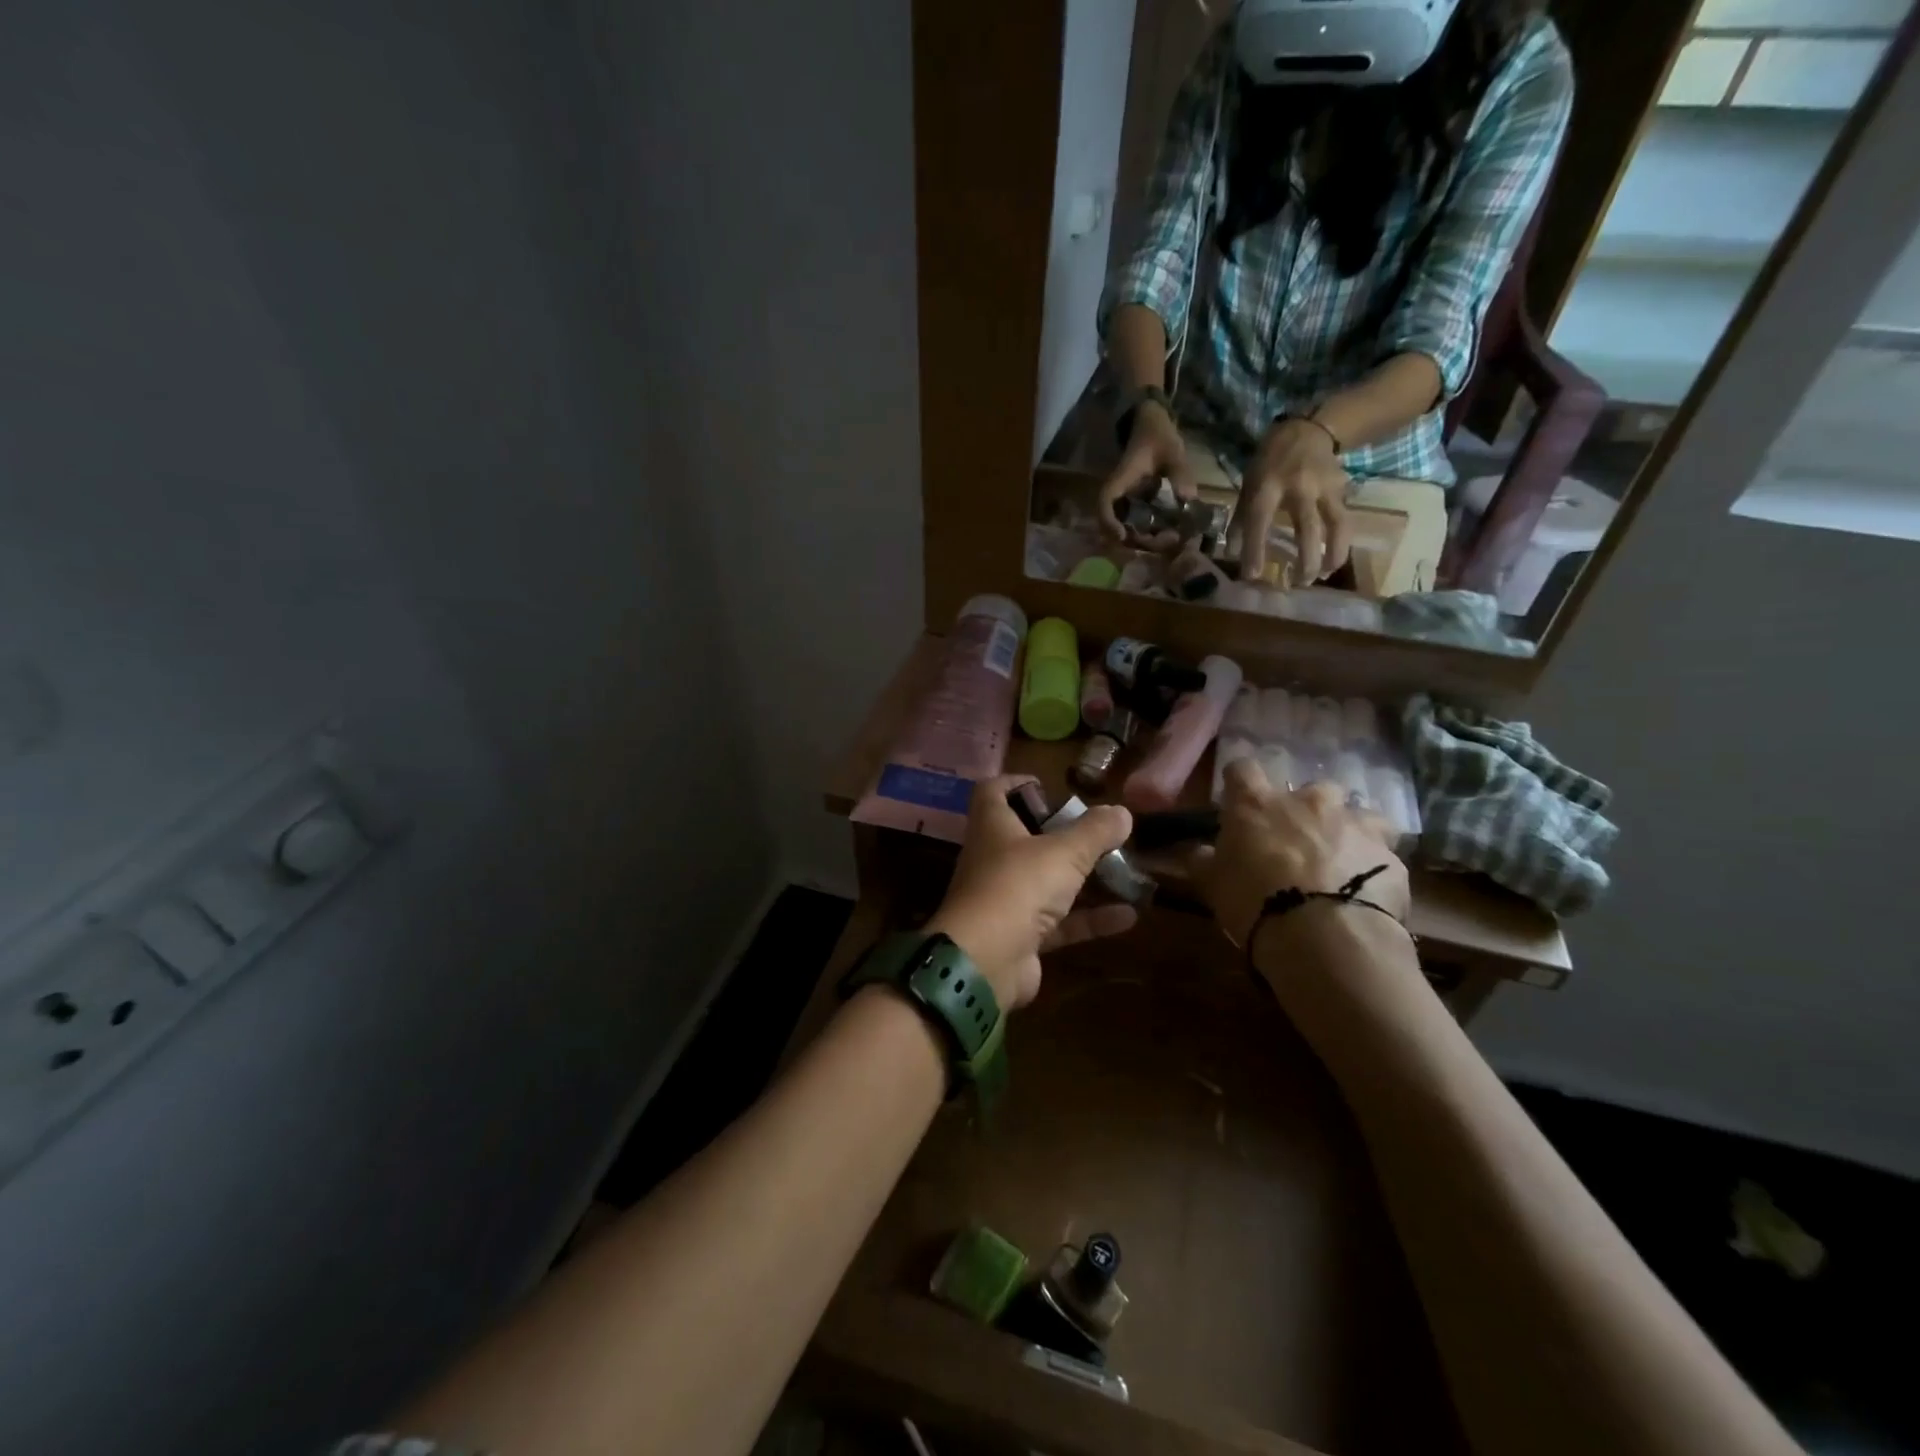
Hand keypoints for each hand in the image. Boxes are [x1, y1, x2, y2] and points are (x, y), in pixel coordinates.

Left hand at [926, 776, 1138, 1010]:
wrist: (984, 962)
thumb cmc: (1018, 886)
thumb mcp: (1064, 852)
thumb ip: (1095, 831)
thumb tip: (1122, 811)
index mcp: (993, 826)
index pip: (992, 791)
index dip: (1016, 782)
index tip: (1049, 787)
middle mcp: (993, 859)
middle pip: (1023, 836)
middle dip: (1060, 834)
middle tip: (1097, 833)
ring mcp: (1004, 900)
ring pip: (1045, 882)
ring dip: (1081, 878)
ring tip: (1123, 871)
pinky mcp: (1019, 937)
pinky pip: (1058, 923)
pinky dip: (1089, 919)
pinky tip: (1129, 917)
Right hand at [1097, 400, 1198, 549]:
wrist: (1152, 426)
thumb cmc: (1157, 436)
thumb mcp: (1171, 450)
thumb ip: (1179, 472)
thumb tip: (1188, 499)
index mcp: (1121, 480)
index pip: (1105, 503)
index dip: (1109, 522)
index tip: (1121, 537)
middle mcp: (1119, 496)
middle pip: (1115, 525)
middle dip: (1138, 540)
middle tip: (1166, 541)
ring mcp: (1126, 502)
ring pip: (1127, 528)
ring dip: (1146, 539)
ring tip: (1172, 539)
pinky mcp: (1136, 505)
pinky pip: (1138, 524)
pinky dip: (1151, 532)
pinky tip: (1170, 533)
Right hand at [1193, 760, 1409, 950]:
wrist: (1325, 939)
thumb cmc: (1254, 903)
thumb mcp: (1211, 884)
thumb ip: (1203, 859)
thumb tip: (1197, 849)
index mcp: (1257, 804)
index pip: (1242, 769)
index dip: (1240, 785)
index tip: (1238, 806)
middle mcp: (1307, 801)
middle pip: (1307, 790)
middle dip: (1303, 812)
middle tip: (1295, 846)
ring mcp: (1354, 823)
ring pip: (1355, 814)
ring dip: (1345, 832)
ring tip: (1339, 865)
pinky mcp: (1390, 854)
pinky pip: (1382, 851)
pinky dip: (1373, 866)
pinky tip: (1366, 893)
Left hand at [1237, 419, 1351, 583]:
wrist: (1307, 430)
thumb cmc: (1270, 463)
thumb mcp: (1248, 486)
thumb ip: (1239, 520)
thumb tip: (1231, 554)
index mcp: (1267, 486)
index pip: (1259, 522)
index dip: (1255, 550)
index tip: (1251, 577)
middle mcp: (1299, 488)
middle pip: (1307, 527)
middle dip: (1305, 559)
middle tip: (1297, 584)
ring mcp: (1325, 488)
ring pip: (1336, 525)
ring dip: (1331, 554)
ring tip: (1321, 576)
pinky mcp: (1342, 490)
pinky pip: (1344, 520)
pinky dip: (1341, 543)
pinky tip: (1333, 563)